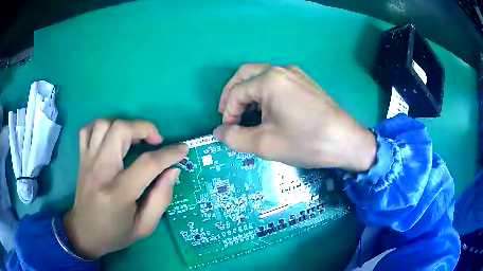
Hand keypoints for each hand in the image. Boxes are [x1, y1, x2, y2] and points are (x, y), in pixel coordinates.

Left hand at [63, 120, 187, 258]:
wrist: (85, 233)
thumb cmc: (115, 233)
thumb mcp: (144, 227)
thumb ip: (161, 199)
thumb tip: (173, 171)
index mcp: (119, 194)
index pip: (147, 164)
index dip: (169, 153)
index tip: (182, 150)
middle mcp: (100, 172)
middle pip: (121, 131)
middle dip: (144, 128)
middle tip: (155, 141)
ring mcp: (88, 162)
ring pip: (104, 124)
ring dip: (124, 126)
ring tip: (134, 139)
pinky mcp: (82, 159)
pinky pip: (88, 130)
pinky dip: (102, 126)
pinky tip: (111, 137)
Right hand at [215, 64, 375, 170]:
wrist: (345, 141)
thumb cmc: (305, 142)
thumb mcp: (265, 144)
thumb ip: (235, 138)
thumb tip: (218, 132)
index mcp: (269, 80)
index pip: (236, 92)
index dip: (227, 112)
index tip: (229, 130)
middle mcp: (281, 69)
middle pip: (245, 74)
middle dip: (232, 93)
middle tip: (228, 113)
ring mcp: (295, 73)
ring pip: (261, 76)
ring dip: (248, 92)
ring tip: (245, 113)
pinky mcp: (304, 81)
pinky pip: (276, 81)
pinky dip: (264, 92)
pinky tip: (267, 109)